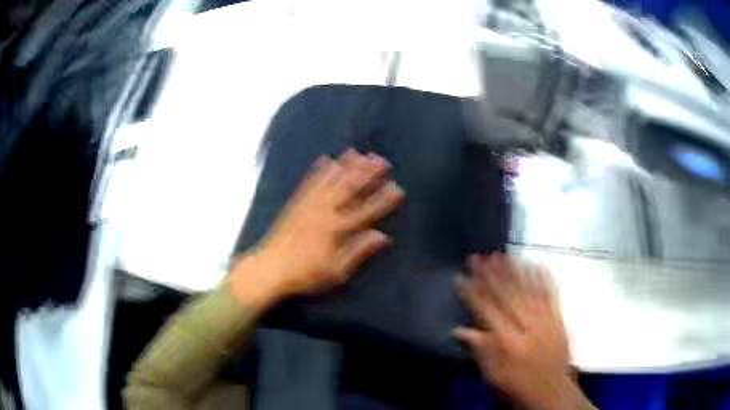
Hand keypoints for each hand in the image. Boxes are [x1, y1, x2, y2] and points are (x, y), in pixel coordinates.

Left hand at [231, 148, 403, 306]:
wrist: (269, 268)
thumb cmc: (305, 274)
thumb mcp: (335, 271)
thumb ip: (358, 251)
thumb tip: (382, 235)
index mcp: (336, 230)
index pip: (366, 211)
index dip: (383, 199)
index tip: (397, 188)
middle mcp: (324, 212)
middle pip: (349, 188)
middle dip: (367, 173)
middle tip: (381, 160)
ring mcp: (308, 204)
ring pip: (331, 181)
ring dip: (346, 165)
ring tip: (358, 152)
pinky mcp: (296, 203)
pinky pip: (310, 182)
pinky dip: (319, 170)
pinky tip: (326, 159)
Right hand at [456, 255, 590, 409]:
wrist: (551, 392)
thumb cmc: (517, 386)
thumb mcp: (493, 376)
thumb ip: (479, 350)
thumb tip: (460, 330)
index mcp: (507, 342)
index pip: (485, 311)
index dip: (472, 293)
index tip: (461, 276)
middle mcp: (526, 326)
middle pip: (506, 295)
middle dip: (490, 274)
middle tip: (478, 257)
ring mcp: (544, 319)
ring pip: (527, 289)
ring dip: (513, 270)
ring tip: (501, 254)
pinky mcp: (558, 318)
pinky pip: (550, 293)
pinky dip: (542, 276)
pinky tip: (535, 263)